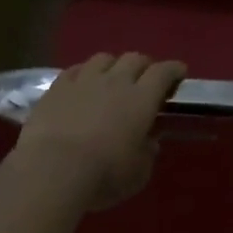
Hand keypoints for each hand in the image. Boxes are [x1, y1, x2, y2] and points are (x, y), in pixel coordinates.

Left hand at [17, 53, 186, 208]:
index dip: (173, 69)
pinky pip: (74, 70)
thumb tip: (148, 141)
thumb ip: (147, 153)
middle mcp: (115, 81)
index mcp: (141, 99)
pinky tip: (82, 82)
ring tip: (112, 77)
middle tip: (146, 77)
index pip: (163, 72)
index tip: (179, 71)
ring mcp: (84, 80)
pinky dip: (83, 73)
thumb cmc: (104, 174)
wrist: (52, 169)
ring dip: (113, 65)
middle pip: (134, 59)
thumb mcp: (138, 174)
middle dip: (144, 65)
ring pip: (103, 58)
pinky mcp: (57, 88)